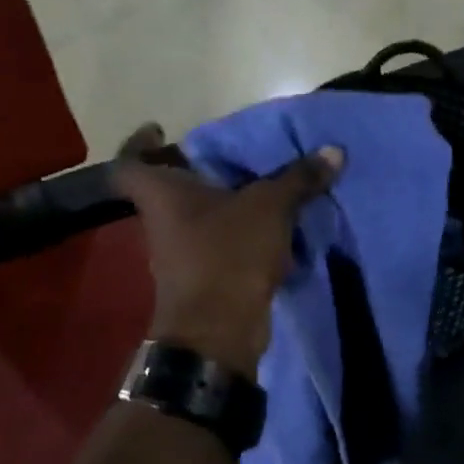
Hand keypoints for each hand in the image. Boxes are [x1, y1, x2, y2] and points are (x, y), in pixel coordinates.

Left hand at [112, 124, 343, 377]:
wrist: (219, 332)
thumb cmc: (228, 255)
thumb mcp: (270, 208)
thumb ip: (298, 178)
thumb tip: (334, 151)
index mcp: (162, 195)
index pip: (130, 163)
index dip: (139, 144)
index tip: (160, 131)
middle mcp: (163, 221)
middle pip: (171, 188)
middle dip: (201, 172)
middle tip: (234, 156)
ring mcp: (181, 253)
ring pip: (200, 218)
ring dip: (226, 205)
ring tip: (263, 187)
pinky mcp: (204, 278)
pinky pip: (222, 244)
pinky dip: (242, 235)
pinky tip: (274, 227)